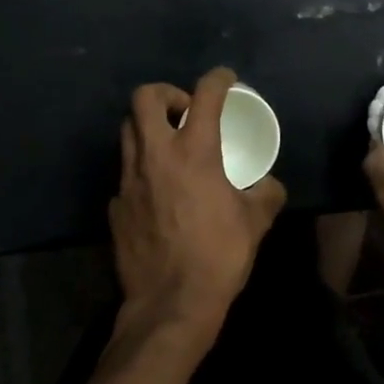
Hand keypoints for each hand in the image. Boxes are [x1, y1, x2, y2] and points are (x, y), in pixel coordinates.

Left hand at [110, 67, 284, 348]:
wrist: (170, 305)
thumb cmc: (218, 256)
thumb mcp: (255, 222)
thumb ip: (266, 193)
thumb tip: (269, 184)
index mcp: (194, 151)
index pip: (205, 94)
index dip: (218, 78)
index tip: (226, 79)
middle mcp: (156, 155)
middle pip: (144, 97)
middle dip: (166, 93)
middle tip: (185, 112)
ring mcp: (129, 179)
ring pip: (128, 130)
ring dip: (148, 127)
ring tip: (169, 145)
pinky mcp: (115, 205)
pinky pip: (125, 172)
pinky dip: (141, 169)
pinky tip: (157, 192)